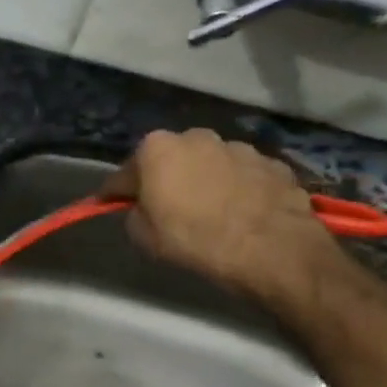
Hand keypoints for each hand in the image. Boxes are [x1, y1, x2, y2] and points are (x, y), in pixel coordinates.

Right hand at [100, 129, 339, 297]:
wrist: (270, 249)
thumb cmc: (194, 239)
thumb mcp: (143, 235)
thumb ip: (135, 213)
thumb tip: (143, 208)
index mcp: (156, 148)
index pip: (125, 173)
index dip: (117, 192)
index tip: (113, 205)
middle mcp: (196, 137)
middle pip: (171, 159)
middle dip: (167, 178)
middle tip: (167, 207)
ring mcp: (239, 147)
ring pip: (210, 164)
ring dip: (205, 181)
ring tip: (210, 211)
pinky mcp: (273, 163)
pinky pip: (244, 176)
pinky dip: (238, 189)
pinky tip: (241, 213)